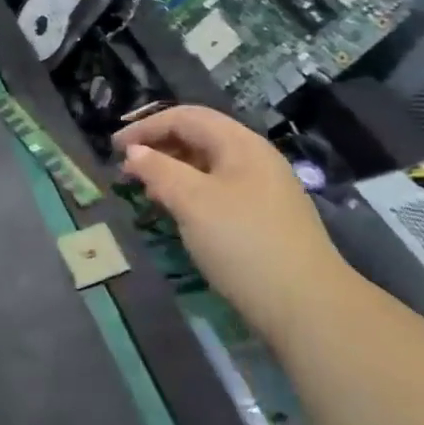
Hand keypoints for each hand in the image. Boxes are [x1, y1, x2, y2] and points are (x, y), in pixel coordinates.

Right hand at [114, 106, 340, 340]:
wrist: (309, 307)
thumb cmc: (244, 243)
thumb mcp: (193, 202)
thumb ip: (159, 170)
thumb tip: (135, 152)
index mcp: (240, 143)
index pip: (186, 117)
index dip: (146, 127)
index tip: (114, 148)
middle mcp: (254, 157)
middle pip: (199, 137)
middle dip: (159, 147)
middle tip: (127, 170)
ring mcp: (264, 188)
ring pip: (209, 165)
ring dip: (174, 171)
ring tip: (147, 191)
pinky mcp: (266, 217)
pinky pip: (219, 189)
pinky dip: (192, 192)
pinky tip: (179, 213)